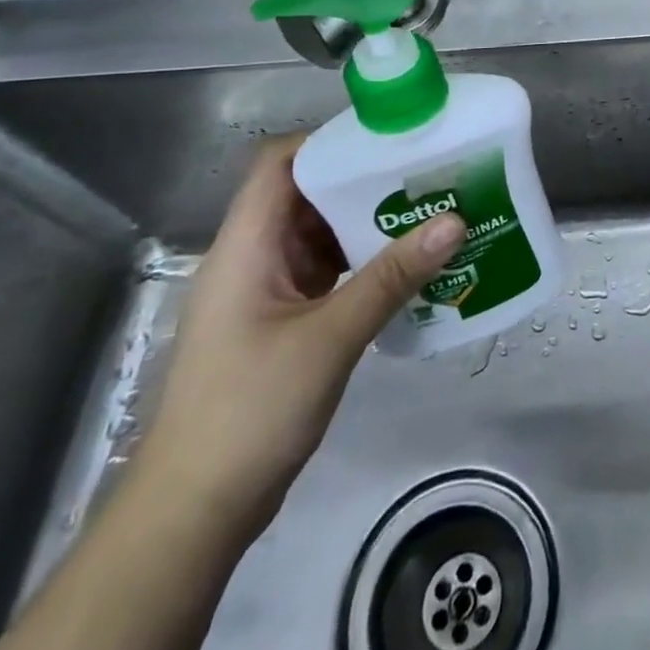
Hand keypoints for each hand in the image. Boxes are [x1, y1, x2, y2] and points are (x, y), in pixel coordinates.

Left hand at [134, 137, 463, 542]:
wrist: (194, 512)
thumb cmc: (249, 410)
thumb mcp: (329, 337)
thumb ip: (392, 277)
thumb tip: (455, 221)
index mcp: (248, 245)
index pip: (280, 163)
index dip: (330, 141)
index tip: (391, 137)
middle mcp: (255, 257)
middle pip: (309, 193)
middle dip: (367, 179)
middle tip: (429, 171)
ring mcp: (269, 291)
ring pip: (322, 234)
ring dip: (371, 222)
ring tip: (431, 210)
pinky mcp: (284, 321)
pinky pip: (330, 271)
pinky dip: (366, 261)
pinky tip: (411, 266)